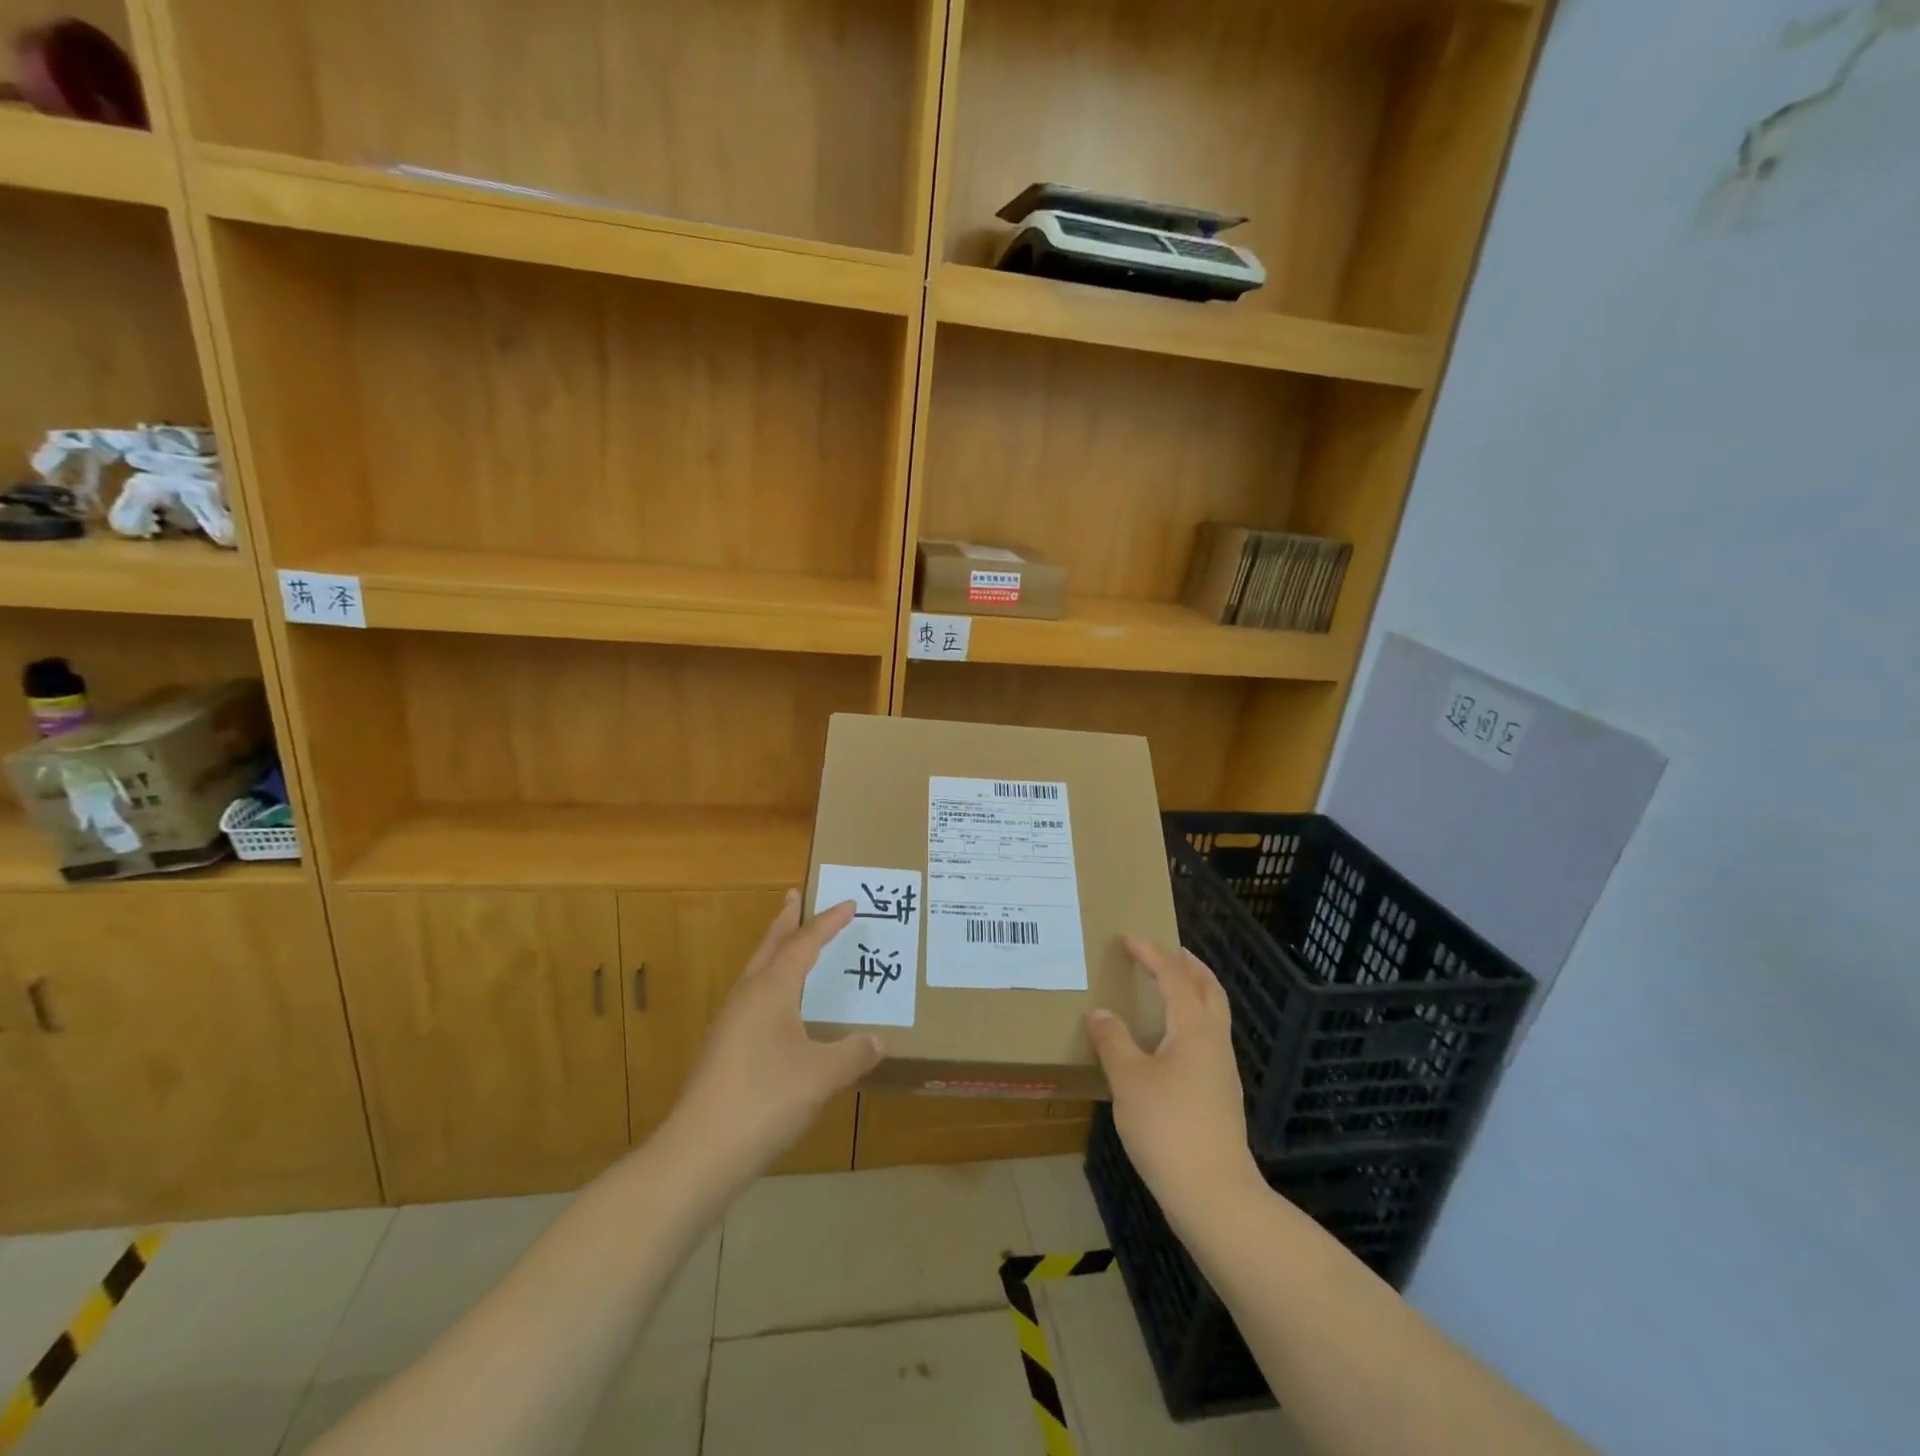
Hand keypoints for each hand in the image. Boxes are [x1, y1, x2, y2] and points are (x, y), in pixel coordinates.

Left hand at [664, 891, 881, 1188]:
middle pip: (769, 947)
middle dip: (785, 921)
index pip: (804, 943)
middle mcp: (747, 997)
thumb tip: (877, 1040)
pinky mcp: (723, 1051)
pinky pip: (752, 1000)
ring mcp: (729, 1024)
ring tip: (788, 944)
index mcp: (771, 990)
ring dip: (774, 952)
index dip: (828, 922)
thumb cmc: (765, 1100)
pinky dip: (770, 985)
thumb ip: (852, 1053)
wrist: (699, 1153)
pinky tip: (778, 1010)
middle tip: (794, 896)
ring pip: (756, 973)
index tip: (849, 904)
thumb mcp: (821, 1075)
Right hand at [1087, 936, 1261, 1228]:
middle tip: (1166, 952)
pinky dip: (1189, 1021)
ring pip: (1212, 1015)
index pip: (1174, 977)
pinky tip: (1167, 1040)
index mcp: (1194, 1029)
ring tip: (1165, 989)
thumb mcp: (1128, 1080)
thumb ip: (1113, 1041)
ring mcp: (1222, 1071)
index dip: (1152, 954)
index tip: (1129, 938)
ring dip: (1193, 992)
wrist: (1214, 1195)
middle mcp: (1214, 1042)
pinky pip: (1206, 1039)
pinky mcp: (1219, 1095)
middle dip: (1189, 965)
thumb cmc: (1168, 1128)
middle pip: (1209, 990)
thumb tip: (1100, 1013)